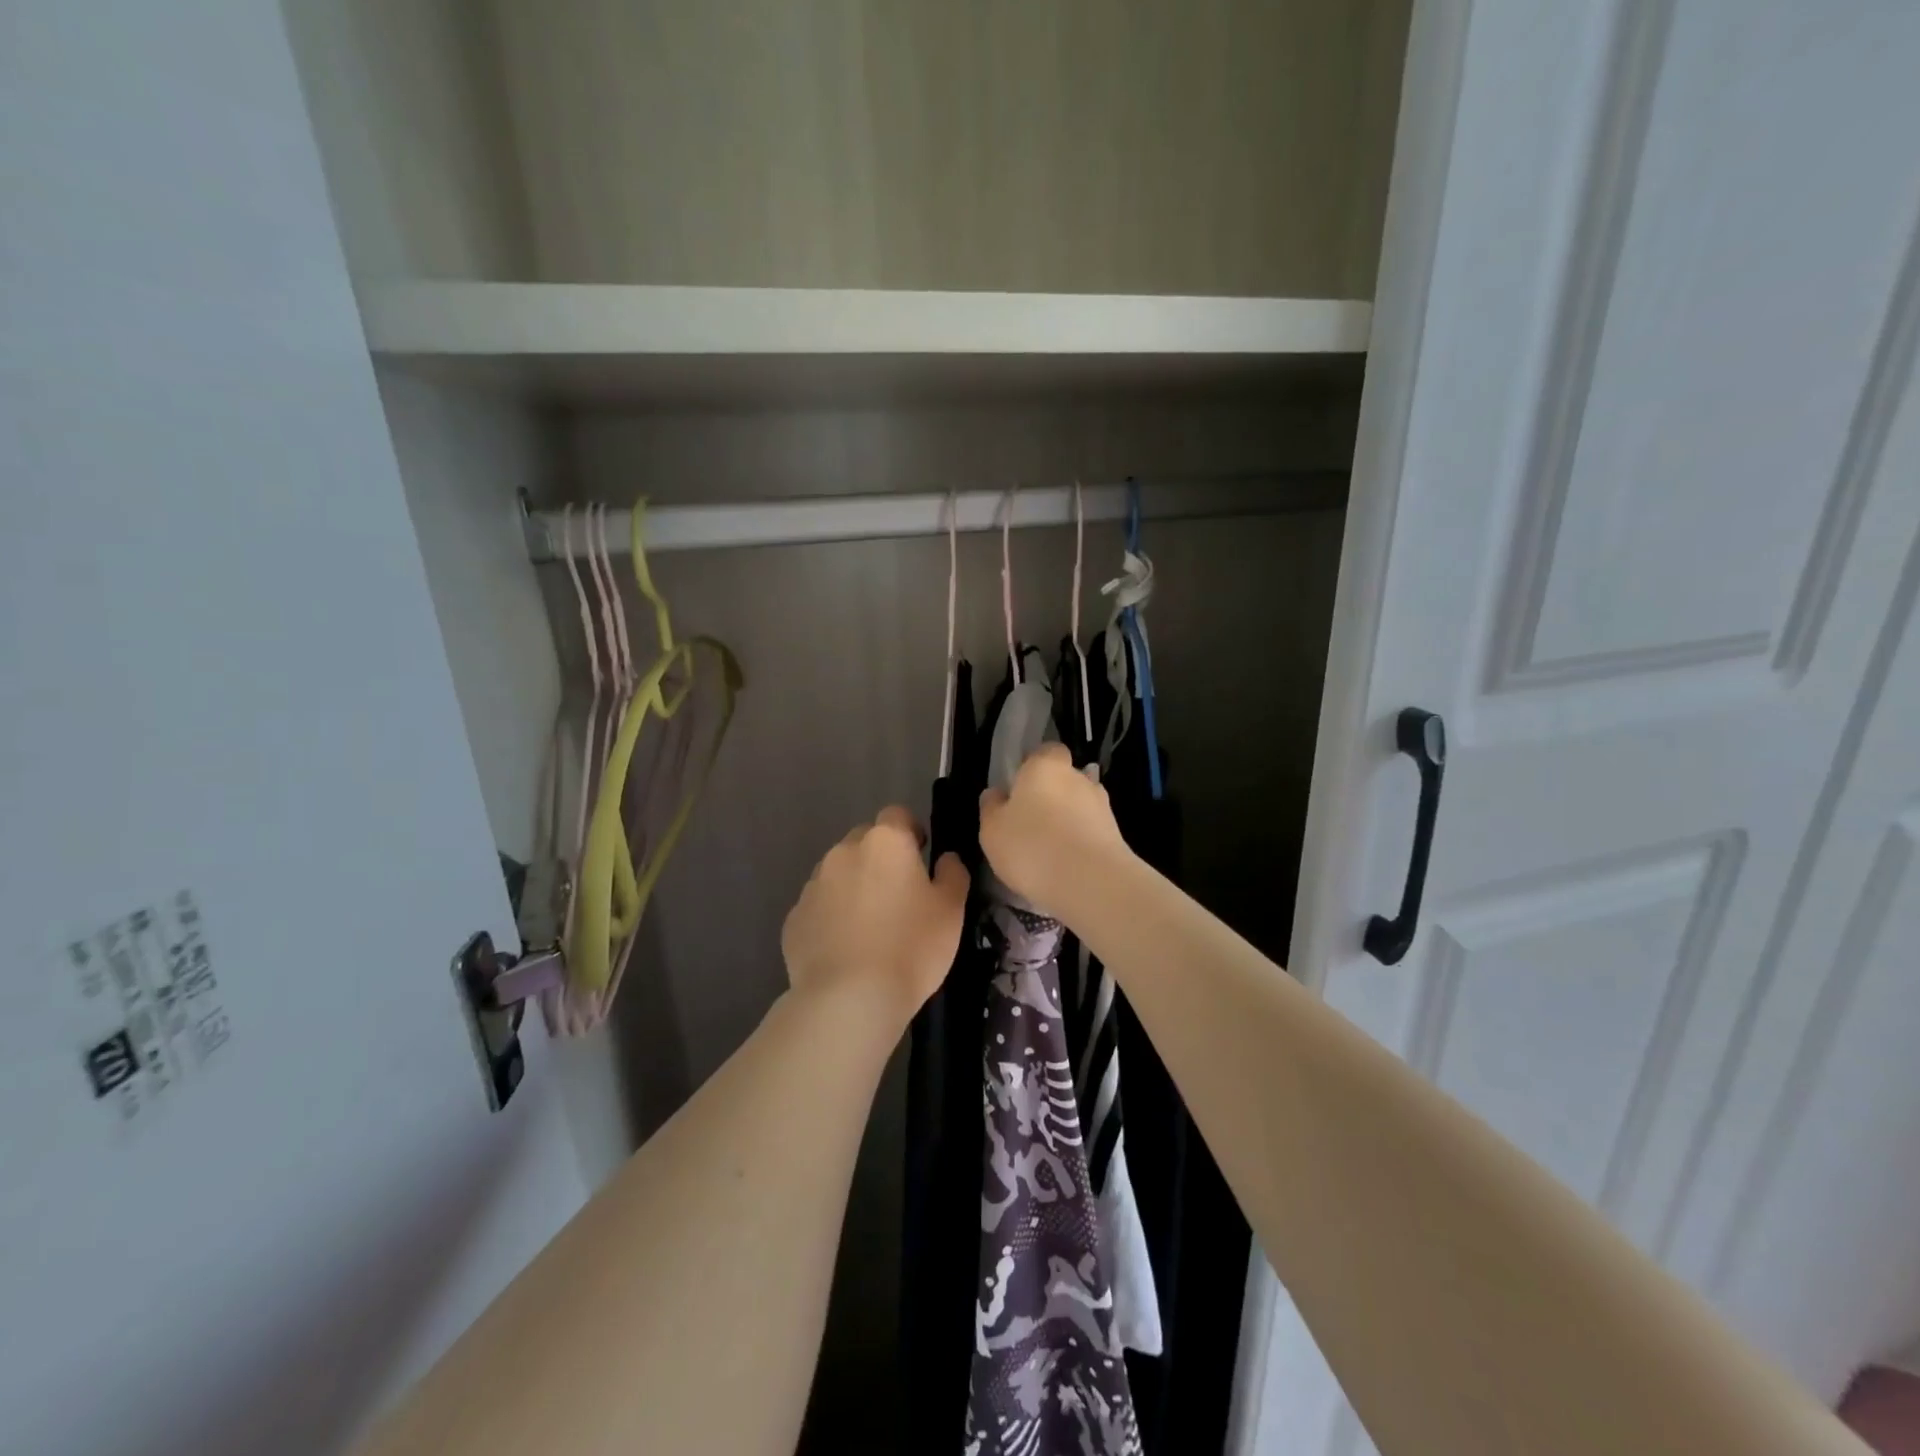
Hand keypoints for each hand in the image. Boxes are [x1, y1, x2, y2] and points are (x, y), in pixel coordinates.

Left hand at [781, 806, 968, 1024]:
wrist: (850, 998)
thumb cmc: (911, 947)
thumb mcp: (951, 910)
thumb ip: (952, 874)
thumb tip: (945, 857)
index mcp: (886, 842)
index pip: (897, 815)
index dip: (910, 832)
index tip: (920, 858)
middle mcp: (844, 852)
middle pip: (864, 841)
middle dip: (880, 859)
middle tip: (897, 896)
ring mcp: (813, 884)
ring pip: (838, 873)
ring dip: (853, 887)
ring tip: (869, 927)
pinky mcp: (794, 917)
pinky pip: (818, 906)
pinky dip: (831, 917)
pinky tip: (845, 948)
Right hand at [979, 742, 1130, 918]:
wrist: (1091, 883)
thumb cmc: (1032, 847)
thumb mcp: (993, 830)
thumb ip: (992, 807)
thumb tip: (996, 794)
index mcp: (1045, 766)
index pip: (1045, 751)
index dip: (1033, 767)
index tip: (1019, 789)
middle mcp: (1078, 777)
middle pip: (1063, 779)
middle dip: (1050, 796)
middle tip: (1030, 823)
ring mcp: (1102, 805)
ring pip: (1079, 806)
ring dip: (1067, 821)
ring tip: (1049, 851)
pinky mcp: (1117, 834)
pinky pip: (1091, 831)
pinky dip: (1080, 842)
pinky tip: (1066, 866)